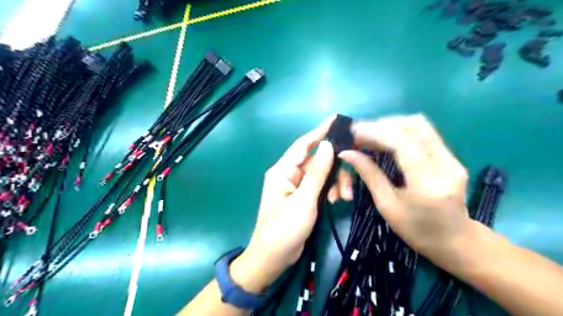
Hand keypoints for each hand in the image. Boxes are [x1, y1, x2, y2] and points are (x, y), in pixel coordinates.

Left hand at [232, 115, 350, 290]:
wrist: (274, 257)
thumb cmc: (285, 229)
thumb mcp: (304, 201)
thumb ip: (316, 173)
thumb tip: (328, 145)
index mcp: (283, 171)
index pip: (304, 144)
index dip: (319, 131)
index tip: (336, 120)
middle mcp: (289, 174)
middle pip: (317, 161)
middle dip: (335, 169)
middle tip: (348, 186)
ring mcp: (296, 185)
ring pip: (321, 173)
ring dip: (334, 182)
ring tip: (343, 198)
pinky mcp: (302, 195)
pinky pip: (319, 185)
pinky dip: (329, 189)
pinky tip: (336, 200)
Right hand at [341, 115, 470, 269]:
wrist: (456, 242)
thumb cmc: (417, 231)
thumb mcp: (387, 205)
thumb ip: (369, 174)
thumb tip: (347, 153)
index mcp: (428, 183)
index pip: (402, 142)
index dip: (375, 132)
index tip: (353, 131)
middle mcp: (445, 164)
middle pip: (414, 126)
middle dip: (383, 125)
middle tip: (359, 134)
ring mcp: (452, 158)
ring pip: (420, 125)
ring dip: (392, 125)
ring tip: (370, 135)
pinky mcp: (451, 156)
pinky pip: (424, 133)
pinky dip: (401, 131)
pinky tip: (386, 140)